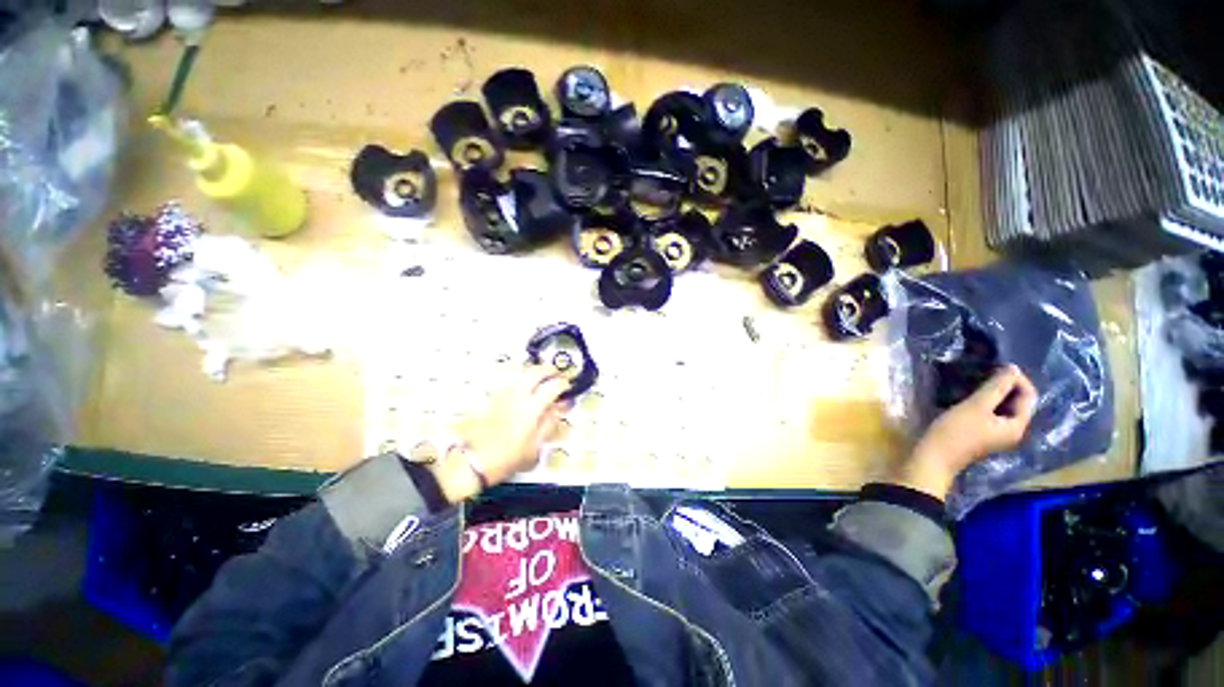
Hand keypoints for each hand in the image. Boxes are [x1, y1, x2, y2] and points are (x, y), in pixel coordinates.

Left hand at [433, 366, 570, 502]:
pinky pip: (512, 382)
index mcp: (529, 410)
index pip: (551, 387)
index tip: (568, 386)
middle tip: (556, 374)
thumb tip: (559, 408)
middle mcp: (516, 397)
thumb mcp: (534, 447)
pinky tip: (526, 390)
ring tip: (542, 380)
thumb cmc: (505, 459)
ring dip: (535, 373)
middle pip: (534, 372)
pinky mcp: (493, 399)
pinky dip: (522, 381)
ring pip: (521, 374)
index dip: (562, 384)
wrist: (470, 462)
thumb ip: (549, 424)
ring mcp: (502, 396)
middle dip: (548, 369)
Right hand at [896, 364, 1037, 498]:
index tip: (997, 366)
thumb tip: (1012, 368)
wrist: (934, 457)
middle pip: (1018, 402)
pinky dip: (986, 402)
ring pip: (1004, 407)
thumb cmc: (956, 431)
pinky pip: (993, 413)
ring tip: (978, 381)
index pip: (1029, 396)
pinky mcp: (983, 434)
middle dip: (1006, 385)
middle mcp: (1013, 431)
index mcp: (1017, 425)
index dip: (1017, 379)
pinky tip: (971, 396)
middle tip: (986, 372)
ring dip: (995, 393)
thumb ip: (996, 387)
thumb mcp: (975, 406)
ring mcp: (998, 434)